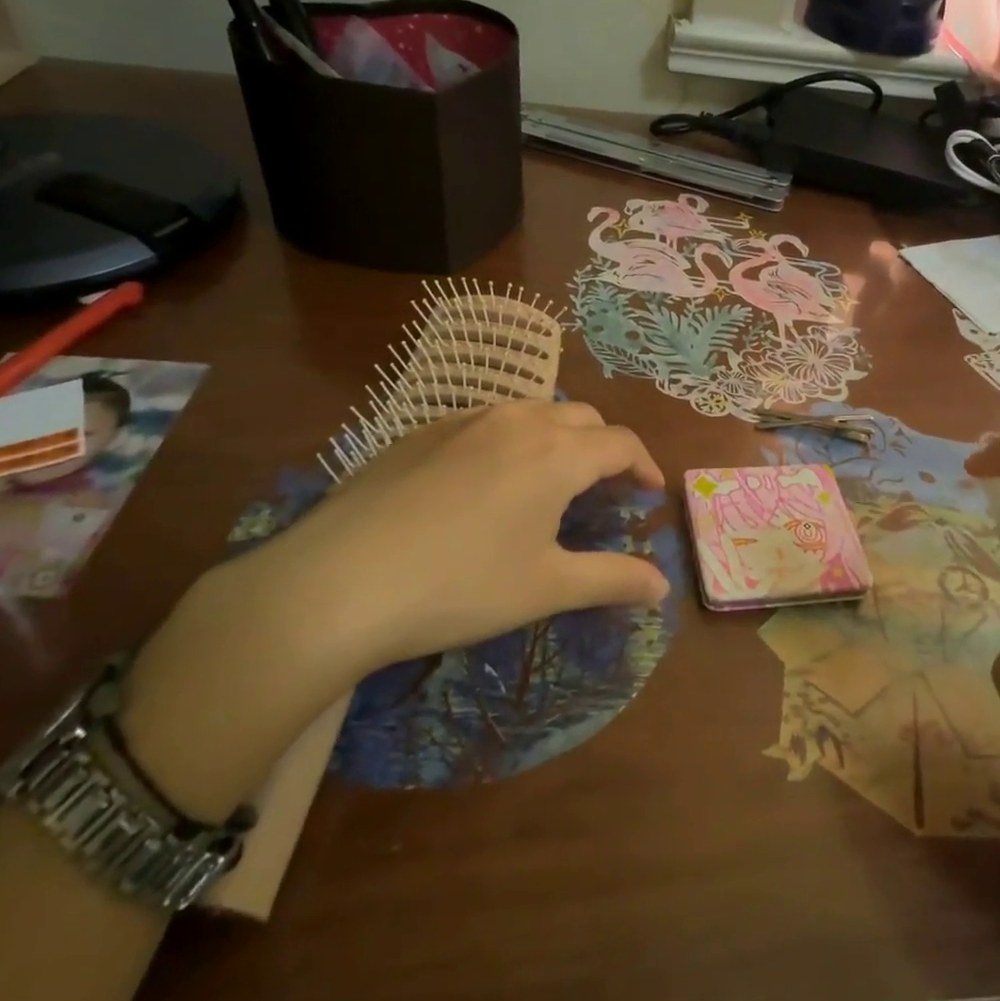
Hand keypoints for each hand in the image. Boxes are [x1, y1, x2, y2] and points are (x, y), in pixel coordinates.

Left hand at [240, 398, 669, 665]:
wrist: (337, 581)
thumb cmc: (459, 586)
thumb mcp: (545, 588)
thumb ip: (612, 580)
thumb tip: (662, 586)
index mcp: (556, 452)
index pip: (620, 442)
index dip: (644, 465)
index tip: (649, 494)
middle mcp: (516, 420)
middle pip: (581, 418)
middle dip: (604, 448)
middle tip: (604, 490)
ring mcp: (464, 420)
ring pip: (531, 412)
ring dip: (557, 439)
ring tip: (550, 482)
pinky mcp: (421, 432)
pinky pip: (485, 422)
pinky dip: (510, 441)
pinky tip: (486, 484)